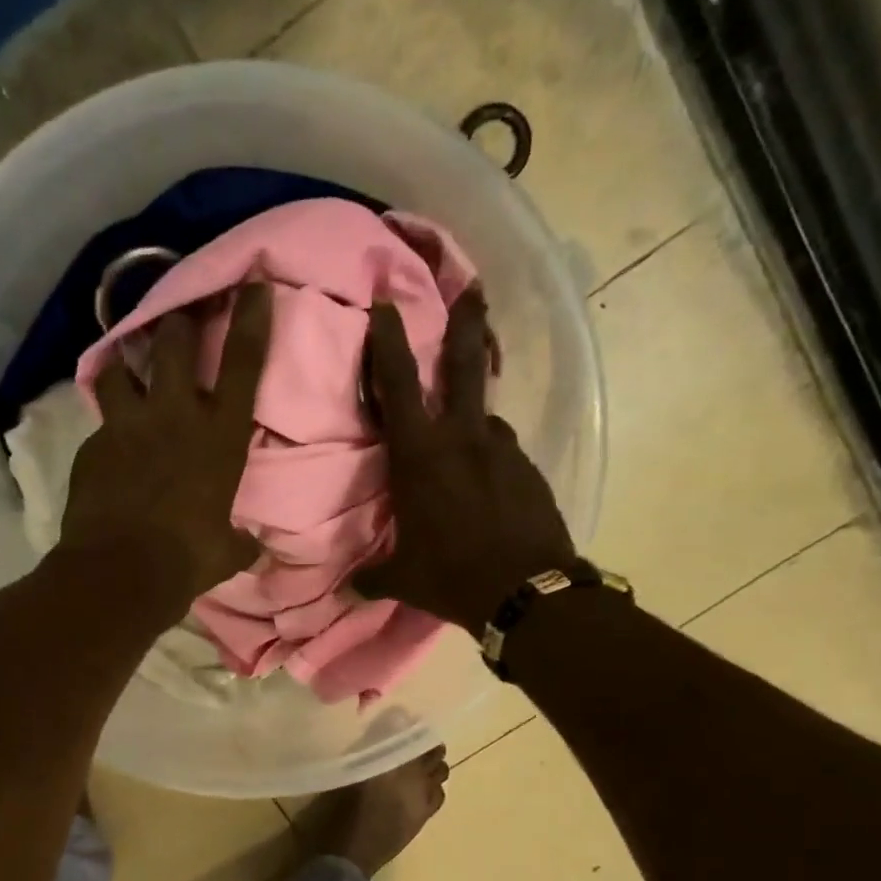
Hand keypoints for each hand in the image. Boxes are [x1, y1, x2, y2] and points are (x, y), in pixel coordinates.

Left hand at [57, 284, 270, 615]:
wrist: (121, 570)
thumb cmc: (188, 558)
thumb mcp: (227, 552)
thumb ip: (241, 541)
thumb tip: (253, 548)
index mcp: (220, 436)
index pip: (243, 363)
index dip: (251, 318)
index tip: (254, 283)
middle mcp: (175, 415)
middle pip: (173, 341)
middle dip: (178, 318)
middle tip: (179, 311)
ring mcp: (128, 424)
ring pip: (121, 365)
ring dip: (125, 359)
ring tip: (126, 364)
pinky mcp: (93, 443)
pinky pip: (101, 420)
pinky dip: (108, 423)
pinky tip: (109, 442)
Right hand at [355, 288, 576, 635]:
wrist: (526, 592)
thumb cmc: (452, 576)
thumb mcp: (403, 579)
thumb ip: (373, 577)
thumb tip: (350, 590)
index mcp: (420, 456)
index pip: (396, 385)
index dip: (388, 341)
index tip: (385, 305)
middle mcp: (463, 439)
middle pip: (464, 364)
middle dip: (466, 321)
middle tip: (473, 289)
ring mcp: (503, 450)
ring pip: (485, 418)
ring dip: (472, 422)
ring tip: (466, 452)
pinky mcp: (530, 469)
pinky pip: (503, 454)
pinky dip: (491, 461)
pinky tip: (488, 489)